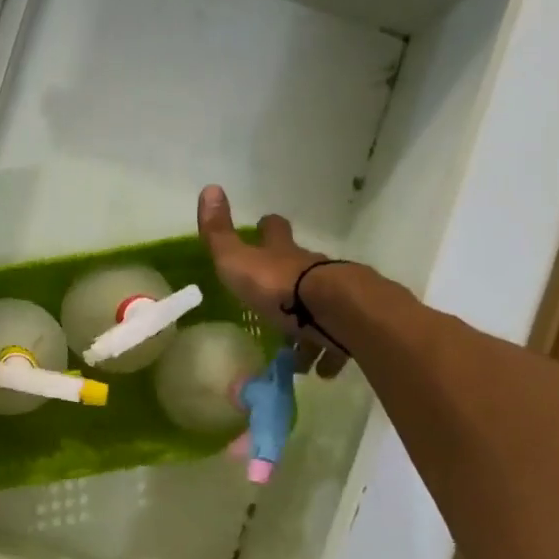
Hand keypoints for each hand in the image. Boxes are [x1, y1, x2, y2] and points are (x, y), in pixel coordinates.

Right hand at [197, 184, 352, 377]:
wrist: (333, 312)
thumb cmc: (278, 287)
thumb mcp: (237, 261)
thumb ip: (219, 234)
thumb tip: (209, 187)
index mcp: (283, 254)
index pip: (275, 232)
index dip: (268, 228)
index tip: (265, 225)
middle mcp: (312, 269)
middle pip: (302, 267)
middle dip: (290, 279)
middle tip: (276, 301)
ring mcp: (334, 297)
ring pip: (319, 309)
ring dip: (308, 328)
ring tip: (296, 354)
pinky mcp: (348, 326)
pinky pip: (336, 342)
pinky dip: (328, 354)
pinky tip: (320, 370)